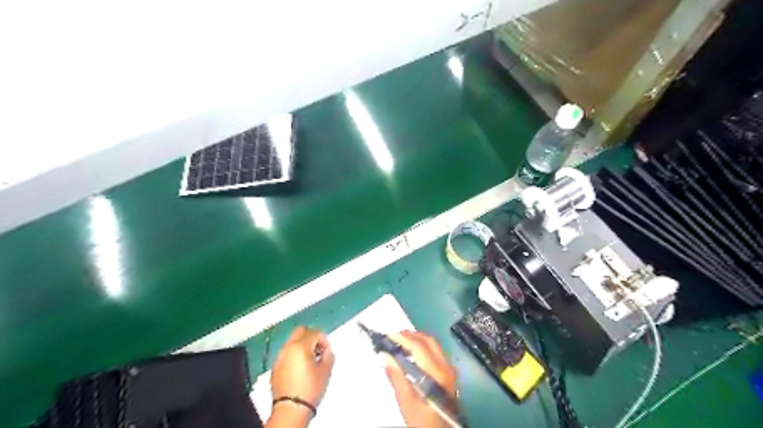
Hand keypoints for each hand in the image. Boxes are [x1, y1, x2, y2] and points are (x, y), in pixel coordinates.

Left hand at [271, 328, 335, 411]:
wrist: (291, 409)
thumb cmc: (310, 389)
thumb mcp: (326, 371)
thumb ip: (328, 355)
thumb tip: (326, 351)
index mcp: (300, 346)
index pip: (315, 333)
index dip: (324, 340)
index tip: (327, 351)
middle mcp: (287, 348)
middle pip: (300, 331)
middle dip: (311, 336)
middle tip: (319, 348)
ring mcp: (279, 357)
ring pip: (292, 341)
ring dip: (302, 345)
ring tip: (310, 359)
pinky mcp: (275, 367)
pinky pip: (286, 353)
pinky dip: (294, 354)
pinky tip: (300, 367)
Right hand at [385, 332, 455, 426]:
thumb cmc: (423, 421)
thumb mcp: (407, 403)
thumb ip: (396, 377)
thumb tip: (385, 355)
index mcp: (437, 374)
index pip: (419, 347)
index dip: (403, 338)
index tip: (388, 336)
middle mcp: (446, 367)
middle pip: (429, 341)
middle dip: (411, 335)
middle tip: (394, 337)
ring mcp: (450, 370)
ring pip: (434, 345)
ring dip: (417, 340)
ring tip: (400, 342)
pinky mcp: (449, 374)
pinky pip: (436, 352)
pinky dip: (423, 347)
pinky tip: (412, 353)